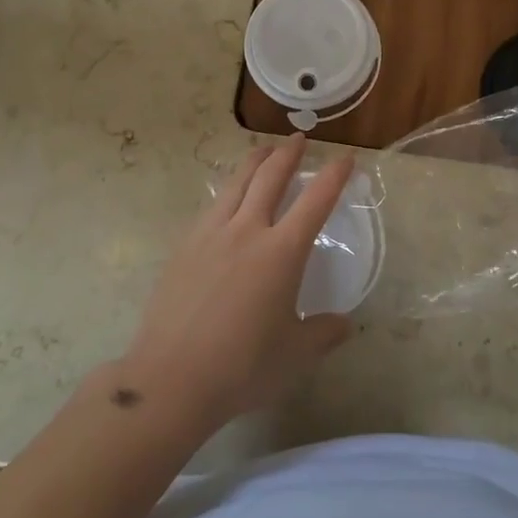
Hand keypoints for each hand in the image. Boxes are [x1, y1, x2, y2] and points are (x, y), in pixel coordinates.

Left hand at [119, 137, 353, 431]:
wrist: (170, 379)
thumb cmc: (242, 367)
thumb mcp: (294, 355)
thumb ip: (322, 334)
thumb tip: (344, 324)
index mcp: (282, 252)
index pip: (316, 200)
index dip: (334, 175)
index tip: (346, 157)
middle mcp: (247, 230)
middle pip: (270, 177)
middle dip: (288, 153)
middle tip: (298, 139)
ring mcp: (211, 234)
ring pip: (236, 182)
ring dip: (255, 161)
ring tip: (263, 151)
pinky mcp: (184, 246)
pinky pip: (212, 206)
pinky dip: (228, 191)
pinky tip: (227, 199)